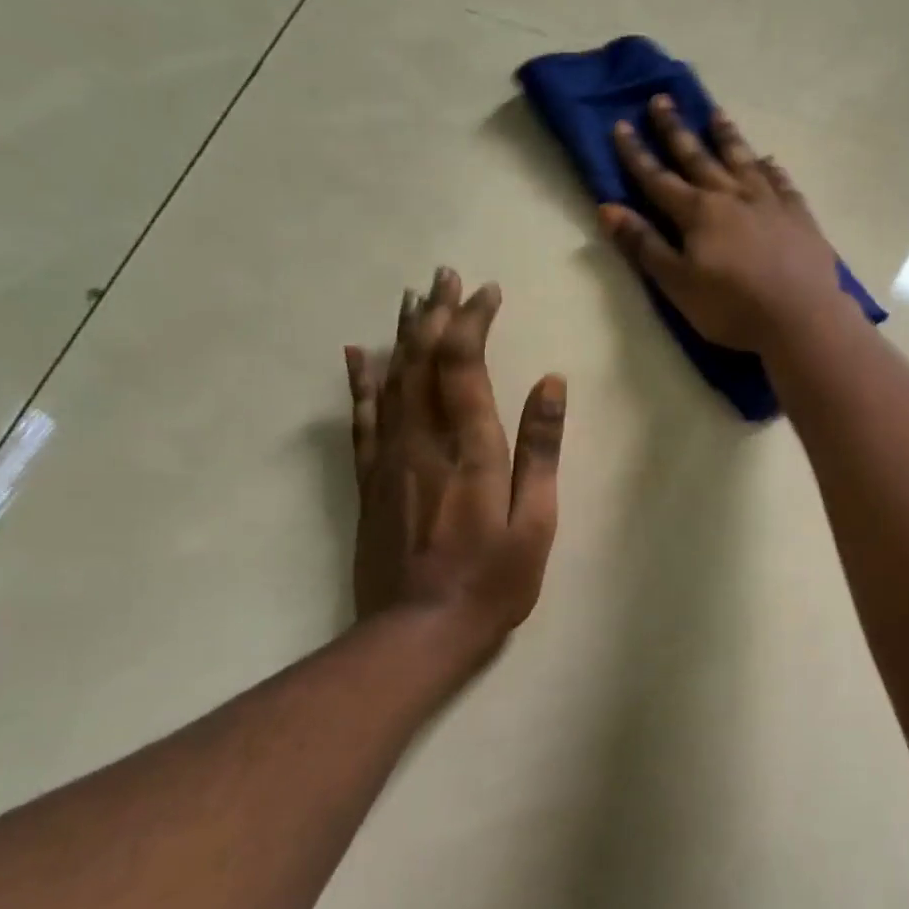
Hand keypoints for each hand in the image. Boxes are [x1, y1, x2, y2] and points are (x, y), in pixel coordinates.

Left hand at [344, 268, 563, 650]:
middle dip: (437, 315)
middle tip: (445, 276)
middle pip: (423, 363)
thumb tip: (551, 383)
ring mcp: (390, 460)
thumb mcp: (535, 520)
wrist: (418, 632)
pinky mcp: (370, 482)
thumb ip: (540, 449)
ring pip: (392, 382)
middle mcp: (424, 443)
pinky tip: (357, 356)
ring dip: (402, 336)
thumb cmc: (492, 581)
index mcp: (470, 450)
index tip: (486, 292)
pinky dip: (360, 383)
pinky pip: (362, 420)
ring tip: (413, 298)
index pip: (464, 366)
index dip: (473, 323)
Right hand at [600, 94, 852, 353]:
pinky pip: (782, 182)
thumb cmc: (732, 308)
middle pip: (698, 157)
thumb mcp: (677, 285)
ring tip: (716, 114)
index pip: (658, 179)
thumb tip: (608, 209)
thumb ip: (644, 246)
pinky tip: (769, 161)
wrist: (800, 318)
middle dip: (676, 130)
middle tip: (661, 100)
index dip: (636, 154)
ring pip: (742, 160)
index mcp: (698, 213)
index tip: (620, 125)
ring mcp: (769, 202)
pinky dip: (771, 169)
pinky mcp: (800, 216)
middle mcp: (732, 196)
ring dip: (726, 137)